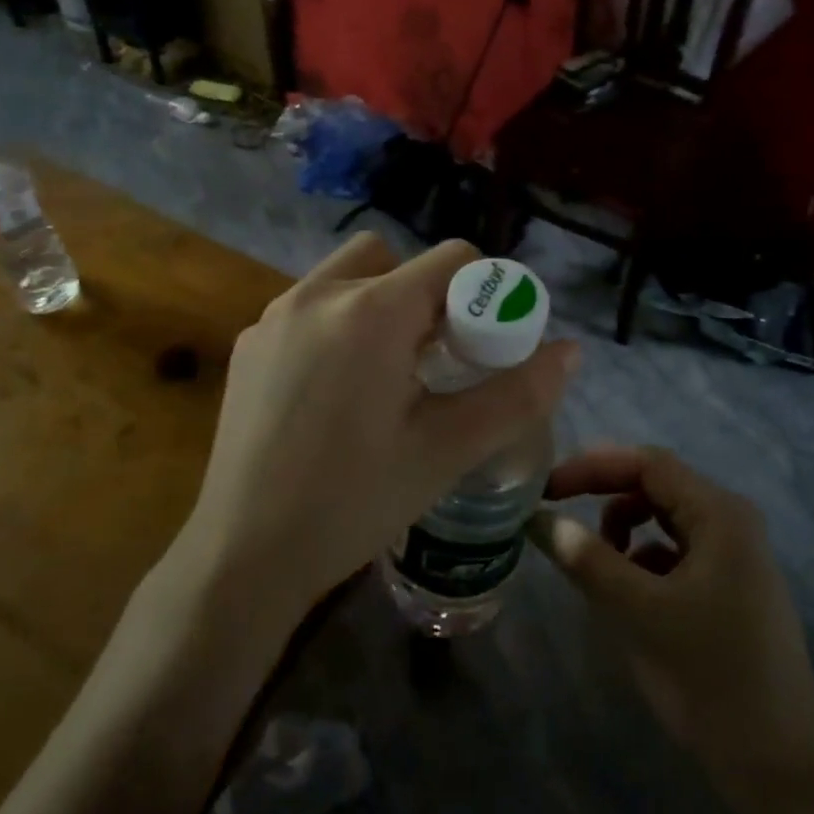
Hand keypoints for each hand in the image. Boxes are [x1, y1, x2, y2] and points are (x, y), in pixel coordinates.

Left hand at [180, 233, 579, 620]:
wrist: (242, 556)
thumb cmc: (353, 502)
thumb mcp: (446, 451)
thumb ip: (516, 395)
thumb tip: (571, 351)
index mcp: (371, 311)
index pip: (450, 258)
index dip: (482, 292)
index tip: (484, 344)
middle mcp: (317, 294)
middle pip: (395, 258)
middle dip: (427, 294)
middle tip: (436, 359)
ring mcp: (274, 315)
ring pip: (347, 276)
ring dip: (379, 303)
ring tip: (387, 372)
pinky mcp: (249, 342)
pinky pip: (309, 307)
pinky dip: (337, 325)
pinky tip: (334, 391)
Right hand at [530, 446, 813, 805]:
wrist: (781, 771)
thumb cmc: (710, 677)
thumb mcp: (639, 613)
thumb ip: (587, 560)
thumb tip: (540, 521)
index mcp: (720, 514)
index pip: (647, 464)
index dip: (592, 468)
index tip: (546, 489)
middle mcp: (732, 522)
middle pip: (656, 486)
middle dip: (604, 496)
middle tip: (559, 515)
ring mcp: (736, 556)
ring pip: (664, 520)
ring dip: (623, 530)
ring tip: (597, 567)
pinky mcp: (732, 587)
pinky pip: (676, 552)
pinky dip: (644, 560)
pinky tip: (630, 596)